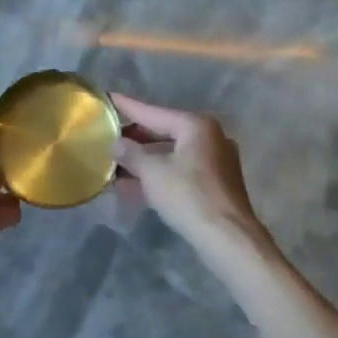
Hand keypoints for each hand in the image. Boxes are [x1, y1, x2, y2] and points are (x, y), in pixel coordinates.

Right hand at [111, 95, 268, 256]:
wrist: (228, 239)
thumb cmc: (188, 196)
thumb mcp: (152, 172)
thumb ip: (131, 153)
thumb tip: (116, 144)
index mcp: (196, 126)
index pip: (153, 112)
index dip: (128, 107)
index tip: (109, 98)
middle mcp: (210, 137)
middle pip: (164, 132)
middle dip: (135, 139)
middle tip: (109, 136)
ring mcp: (216, 161)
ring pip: (172, 154)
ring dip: (145, 161)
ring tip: (115, 164)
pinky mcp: (216, 184)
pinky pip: (180, 171)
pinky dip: (159, 175)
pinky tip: (135, 186)